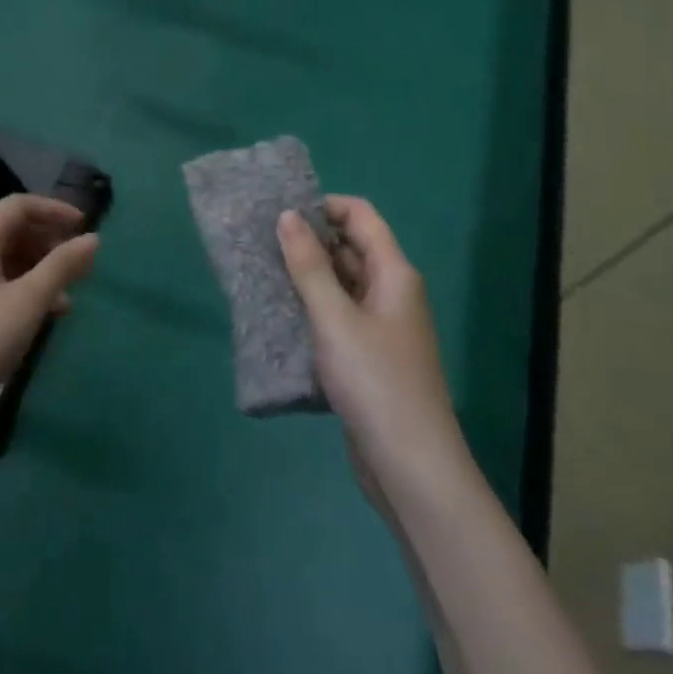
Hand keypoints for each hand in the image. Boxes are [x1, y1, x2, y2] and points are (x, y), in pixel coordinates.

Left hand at [0, 194, 99, 446]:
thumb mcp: (28, 301)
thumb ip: (62, 266)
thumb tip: (93, 239)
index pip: (17, 206)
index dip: (54, 210)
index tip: (84, 227)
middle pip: (9, 232)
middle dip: (48, 243)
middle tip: (79, 264)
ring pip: (2, 263)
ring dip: (36, 272)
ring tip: (66, 299)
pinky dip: (19, 293)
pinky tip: (38, 320)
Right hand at [277, 197, 466, 498]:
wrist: (411, 467)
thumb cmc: (376, 382)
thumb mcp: (335, 318)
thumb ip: (309, 266)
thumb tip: (288, 215)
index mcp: (394, 273)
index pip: (361, 216)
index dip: (324, 206)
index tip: (282, 213)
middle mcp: (391, 292)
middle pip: (350, 249)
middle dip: (309, 241)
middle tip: (261, 242)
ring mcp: (381, 327)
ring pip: (341, 285)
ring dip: (307, 277)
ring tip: (261, 273)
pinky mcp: (368, 358)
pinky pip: (338, 318)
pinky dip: (312, 311)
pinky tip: (279, 316)